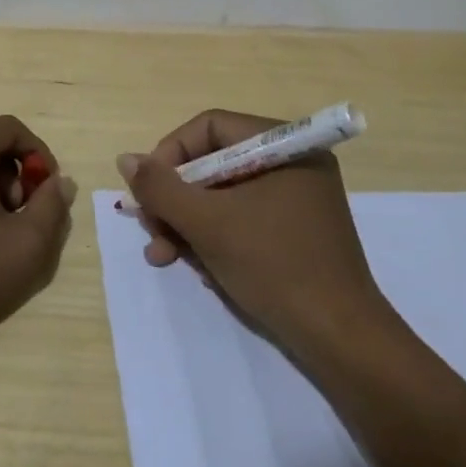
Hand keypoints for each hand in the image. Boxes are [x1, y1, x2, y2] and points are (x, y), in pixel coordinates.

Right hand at [117, 109, 389, 350]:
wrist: (340, 339)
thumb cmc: (274, 266)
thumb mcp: (207, 224)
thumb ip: (161, 188)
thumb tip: (125, 159)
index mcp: (284, 146)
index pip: (209, 128)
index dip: (170, 154)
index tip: (147, 191)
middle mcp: (292, 164)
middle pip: (213, 163)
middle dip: (175, 198)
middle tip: (150, 229)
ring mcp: (295, 199)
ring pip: (222, 195)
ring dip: (186, 223)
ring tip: (162, 256)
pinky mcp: (293, 231)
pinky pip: (241, 218)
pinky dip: (213, 237)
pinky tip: (197, 268)